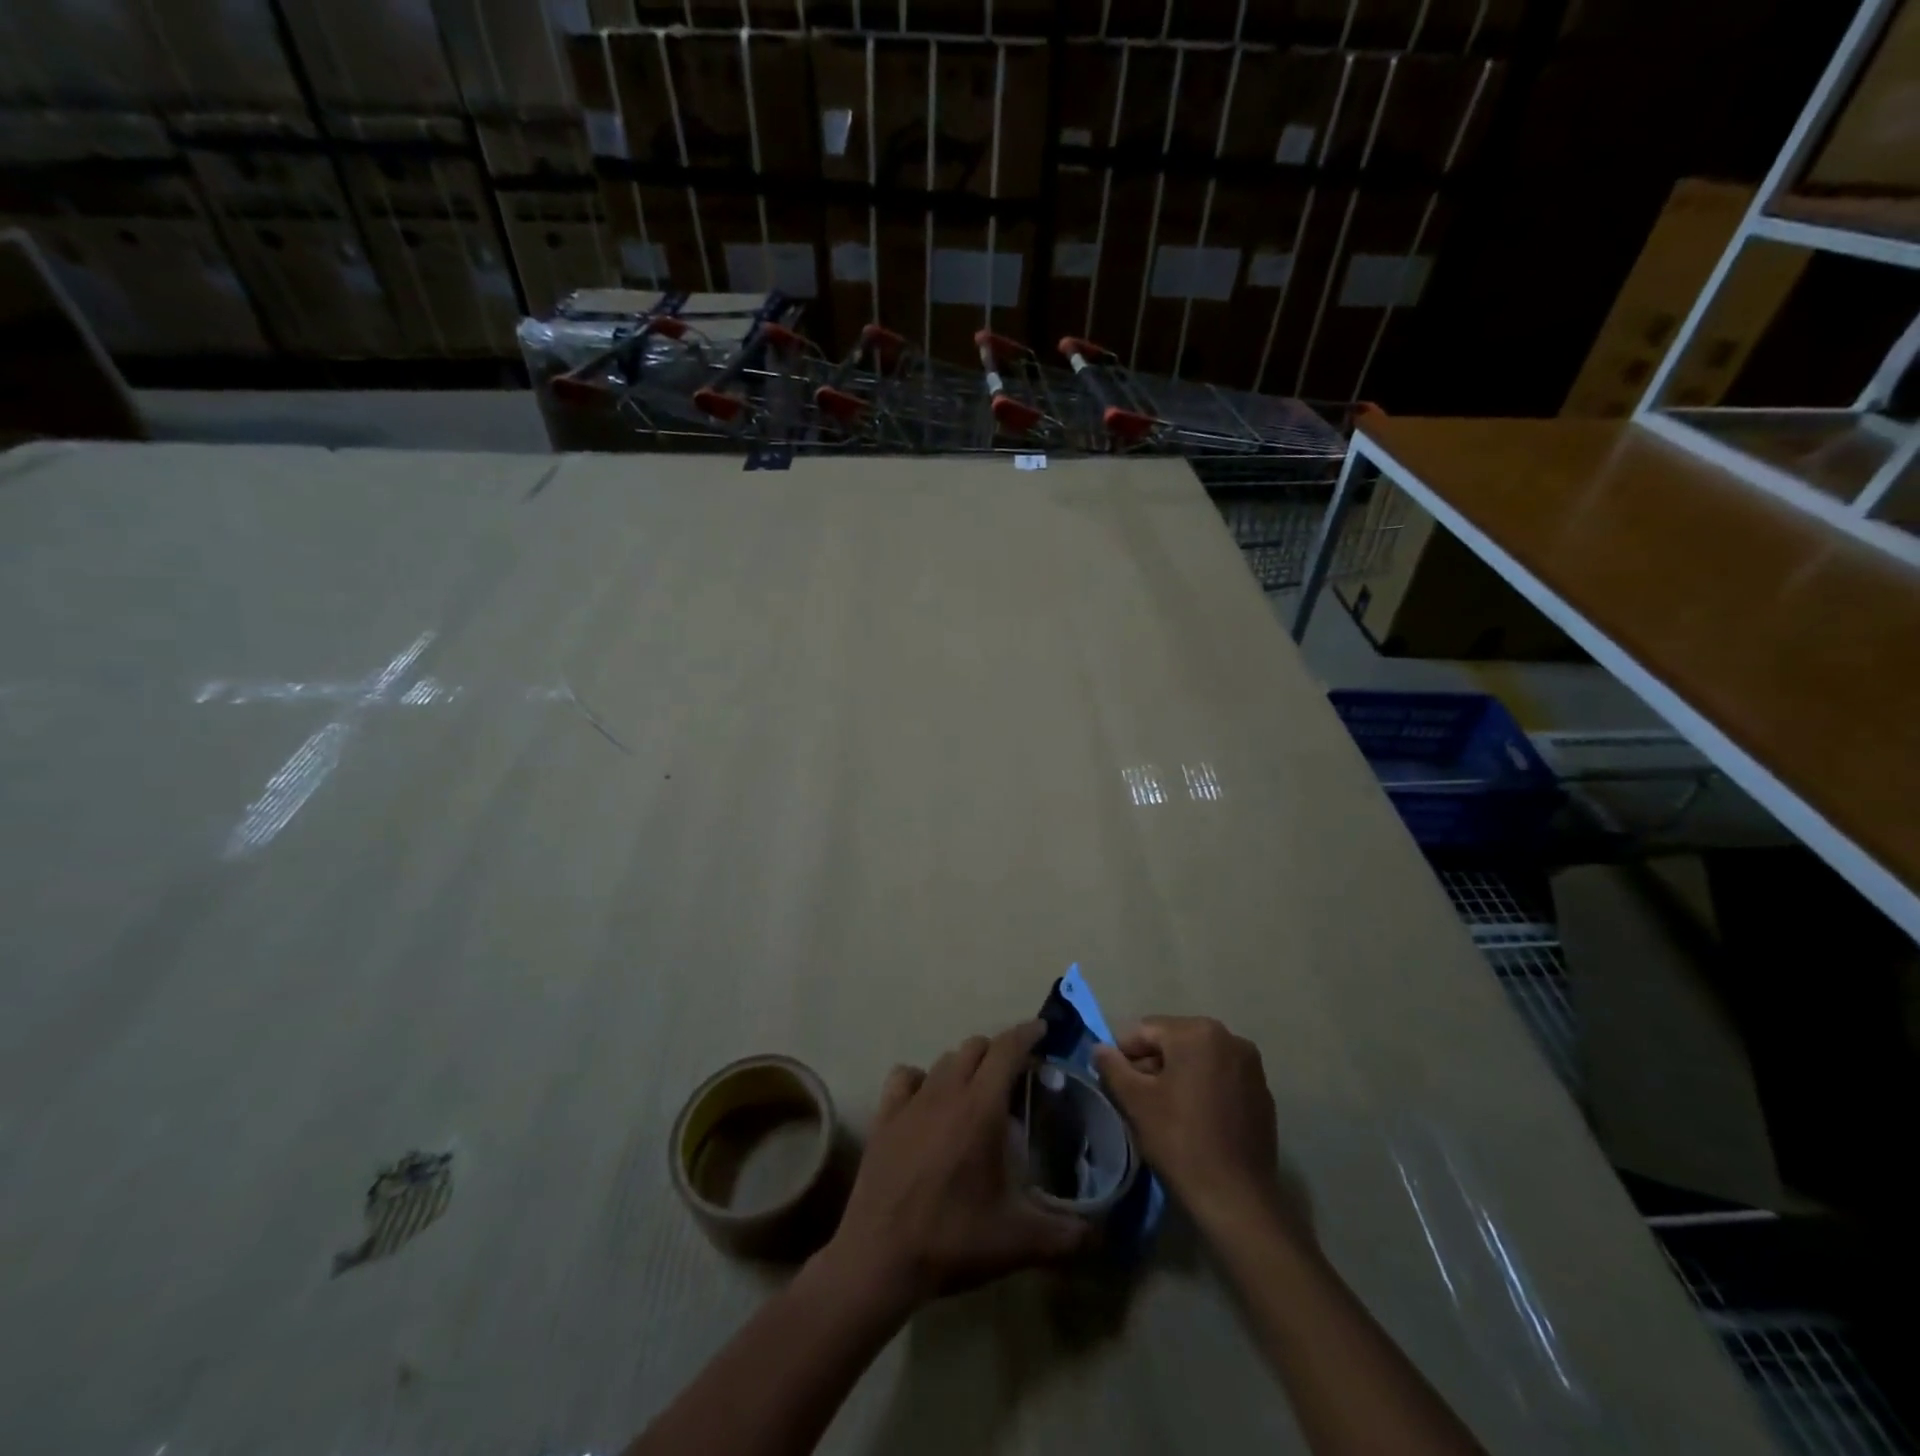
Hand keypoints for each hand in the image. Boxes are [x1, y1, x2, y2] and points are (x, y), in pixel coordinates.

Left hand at [821, 1021, 1089, 1309]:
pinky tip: (929, 1100)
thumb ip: (1067, 1234)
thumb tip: (1102, 1232)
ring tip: (978, 1091)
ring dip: (966, 1065)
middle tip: (1017, 1076)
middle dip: (1000, 1051)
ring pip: (944, 1060)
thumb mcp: (1019, 1241)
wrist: (880, 1258)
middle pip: (976, 1047)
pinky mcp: (884, 1116)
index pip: (1007, 1049)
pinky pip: (906, 1077)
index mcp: (981, 1107)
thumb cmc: (953, 1239)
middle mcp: (946, 1091)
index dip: (1027, 1033)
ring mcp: (911, 1101)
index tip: (1044, 1030)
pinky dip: (923, 1079)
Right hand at [1092, 1016, 1283, 1229]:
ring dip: (1177, 1076)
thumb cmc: (1180, 1140)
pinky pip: (1221, 1078)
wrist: (1236, 1198)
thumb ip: (1112, 1066)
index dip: (1124, 1054)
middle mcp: (1230, 1038)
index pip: (1146, 1031)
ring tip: (1163, 1110)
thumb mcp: (1136, 1101)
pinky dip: (1203, 1088)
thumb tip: (1099, 1049)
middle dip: (1152, 1064)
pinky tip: (1194, 1119)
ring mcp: (1251, 1066)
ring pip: (1198, 1060)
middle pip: (1174, 1042)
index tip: (1114, 1083)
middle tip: (1136, 1098)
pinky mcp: (1262, 1094)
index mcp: (1198, 1032)